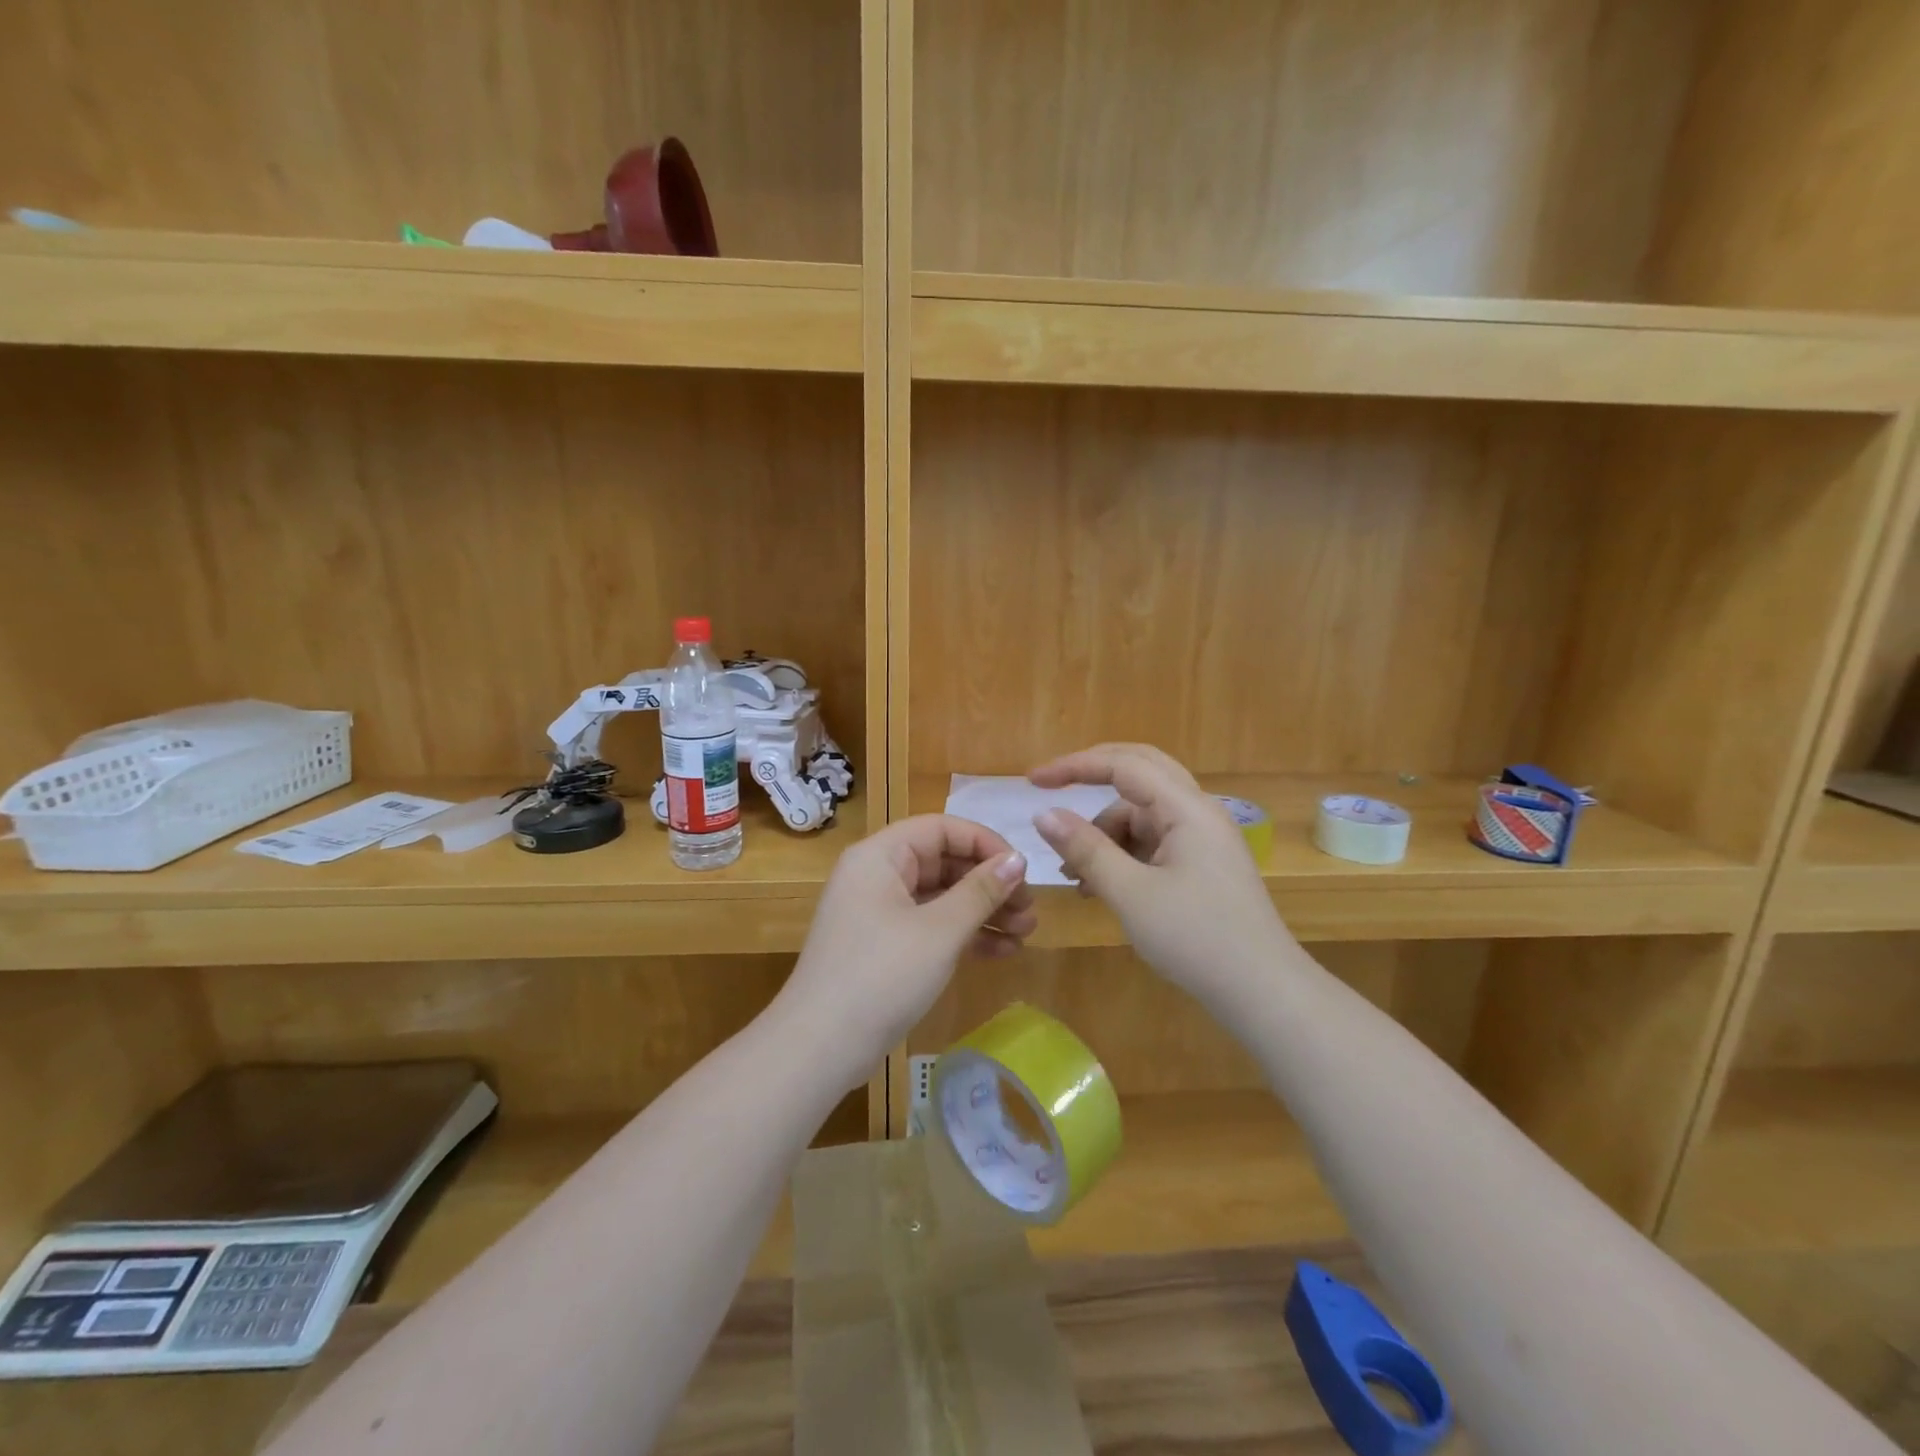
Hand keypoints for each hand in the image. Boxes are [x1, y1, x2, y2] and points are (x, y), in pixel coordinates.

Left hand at [777, 815, 1035, 1089]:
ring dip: (984, 912)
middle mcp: (877, 875)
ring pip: (941, 897)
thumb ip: (981, 891)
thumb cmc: (882, 976)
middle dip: (990, 884)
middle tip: (1030, 909)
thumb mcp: (939, 931)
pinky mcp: (884, 947)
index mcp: (881, 856)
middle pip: (943, 862)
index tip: (1023, 870)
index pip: (941, 829)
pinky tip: (1003, 952)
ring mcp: (879, 913)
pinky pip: (931, 926)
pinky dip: (964, 935)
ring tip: (1026, 933)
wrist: (820, 1048)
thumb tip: (1017, 859)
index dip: (985, 844)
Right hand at [1030, 743, 1290, 1006]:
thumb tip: (1043, 814)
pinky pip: (1153, 842)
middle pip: (1138, 774)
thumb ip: (1086, 849)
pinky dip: (1123, 855)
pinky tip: (1100, 888)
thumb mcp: (1131, 894)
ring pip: (1142, 814)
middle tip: (1051, 792)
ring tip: (1073, 877)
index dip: (1075, 766)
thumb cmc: (1196, 939)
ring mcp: (1203, 839)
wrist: (1263, 992)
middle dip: (1092, 780)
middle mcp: (1198, 812)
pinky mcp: (1201, 865)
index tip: (1032, 781)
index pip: (1123, 764)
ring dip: (1104, 834)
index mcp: (1187, 808)